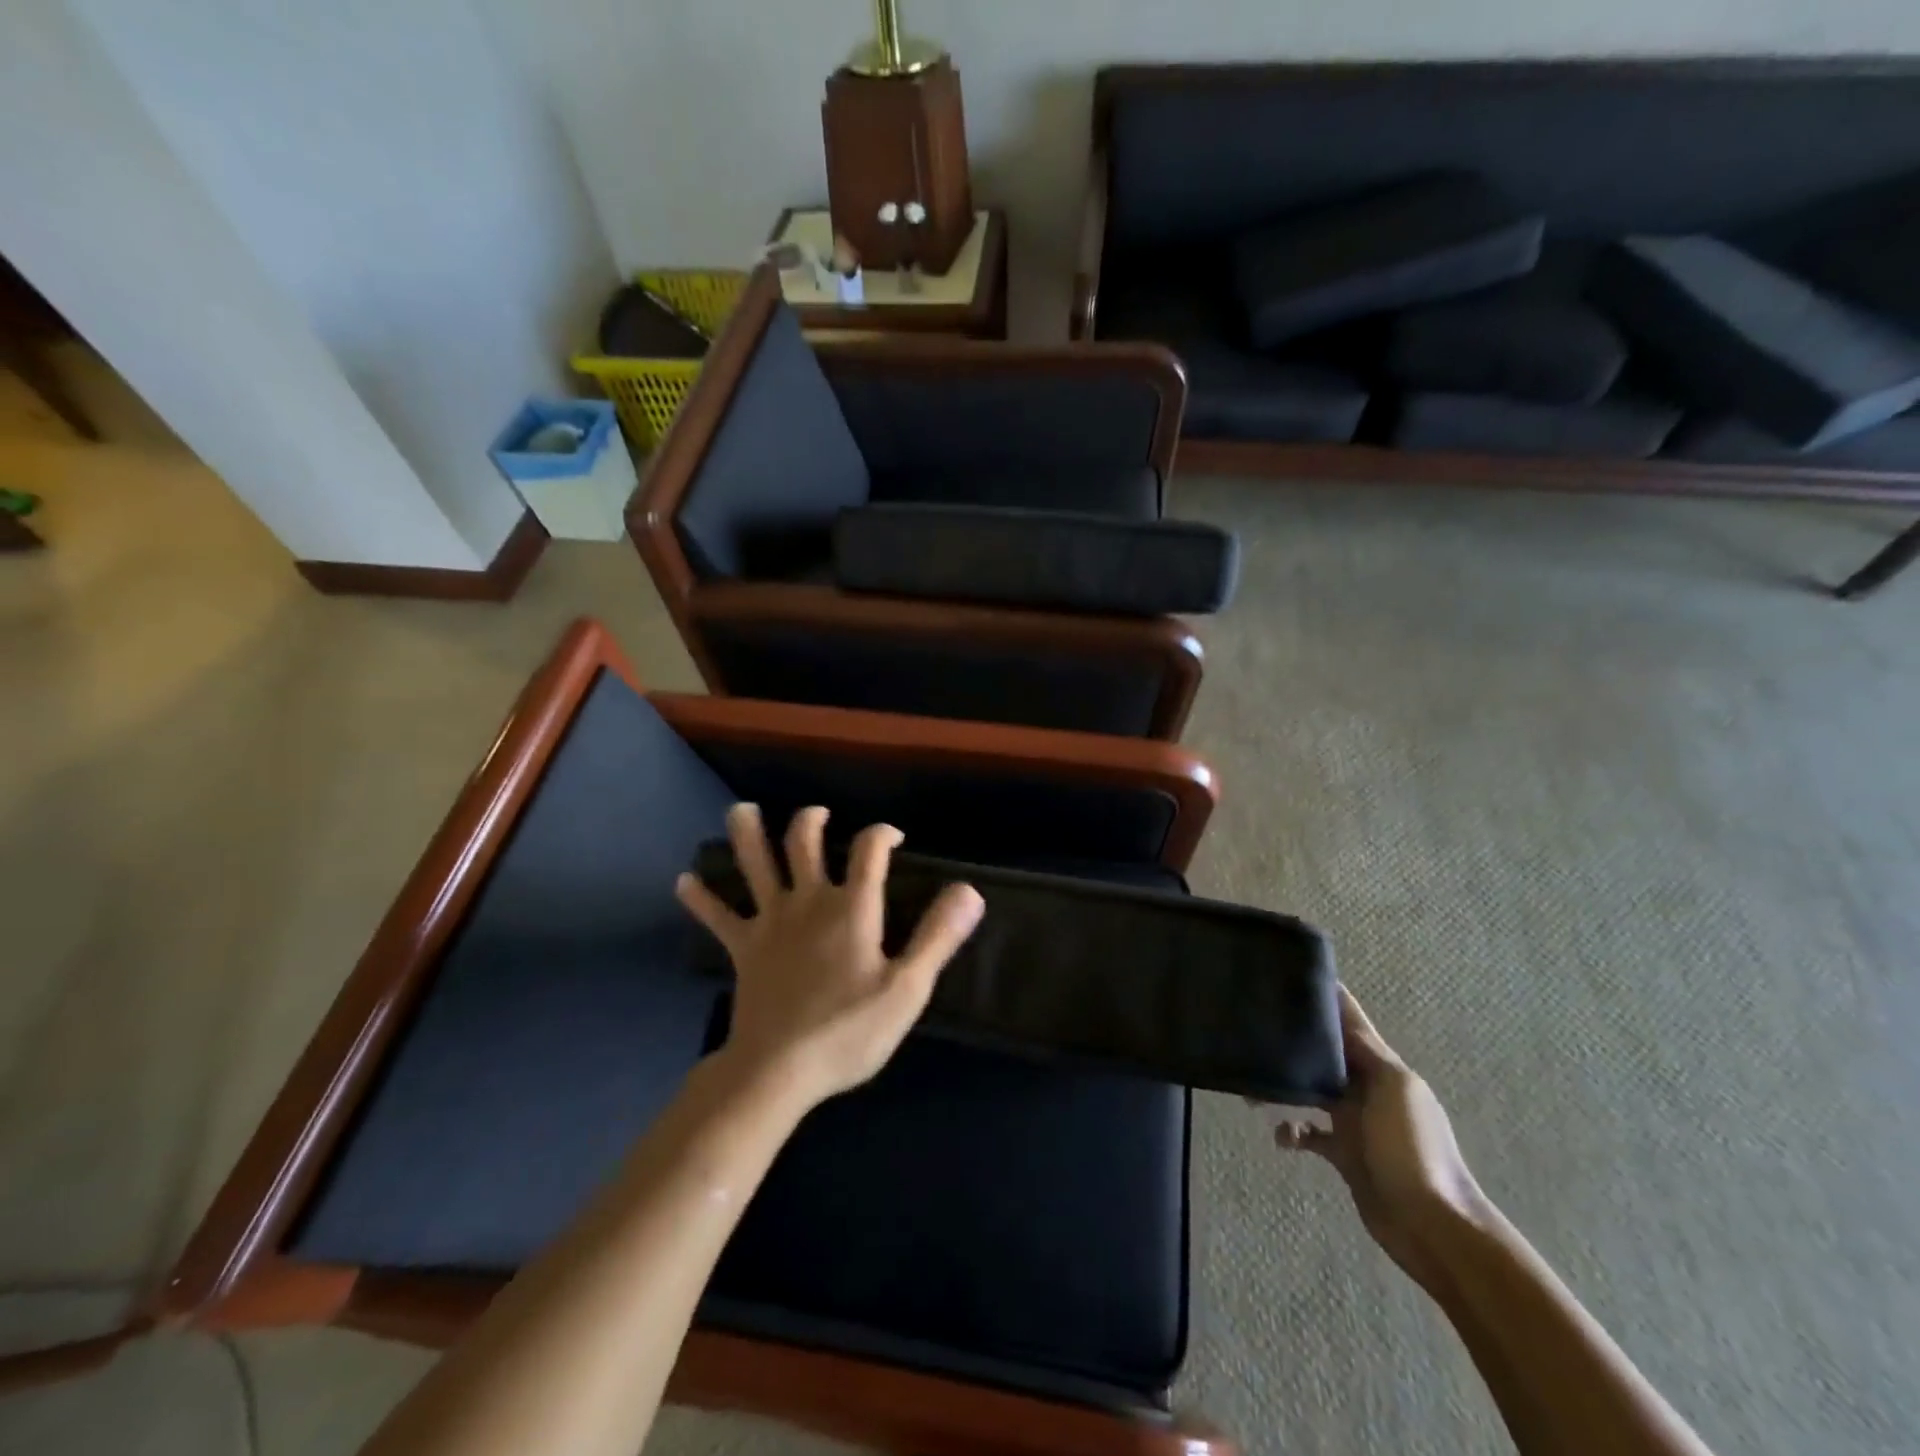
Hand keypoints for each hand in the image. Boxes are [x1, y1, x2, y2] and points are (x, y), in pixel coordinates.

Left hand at [675, 804, 983, 1111]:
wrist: (778, 1070)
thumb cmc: (849, 1031)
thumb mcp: (907, 988)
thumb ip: (937, 936)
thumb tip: (969, 890)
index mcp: (852, 908)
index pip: (870, 850)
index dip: (883, 834)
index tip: (894, 837)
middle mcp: (809, 901)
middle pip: (804, 844)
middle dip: (811, 821)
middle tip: (818, 814)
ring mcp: (770, 922)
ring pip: (755, 866)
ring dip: (747, 835)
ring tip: (739, 810)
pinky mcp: (743, 948)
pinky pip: (718, 917)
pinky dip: (701, 898)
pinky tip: (684, 881)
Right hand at [1274, 987, 1489, 1280]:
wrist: (1433, 1225)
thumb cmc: (1413, 1148)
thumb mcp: (1394, 1089)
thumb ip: (1365, 1051)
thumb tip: (1334, 1020)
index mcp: (1382, 1065)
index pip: (1350, 1019)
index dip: (1326, 996)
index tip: (1289, 975)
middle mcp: (1366, 1086)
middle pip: (1324, 1052)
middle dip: (1294, 1040)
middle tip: (1254, 1029)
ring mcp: (1354, 1120)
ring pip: (1309, 1089)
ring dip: (1283, 1087)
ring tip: (1251, 1091)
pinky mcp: (1343, 1153)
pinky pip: (1307, 1132)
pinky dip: (1290, 1130)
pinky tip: (1281, 1136)